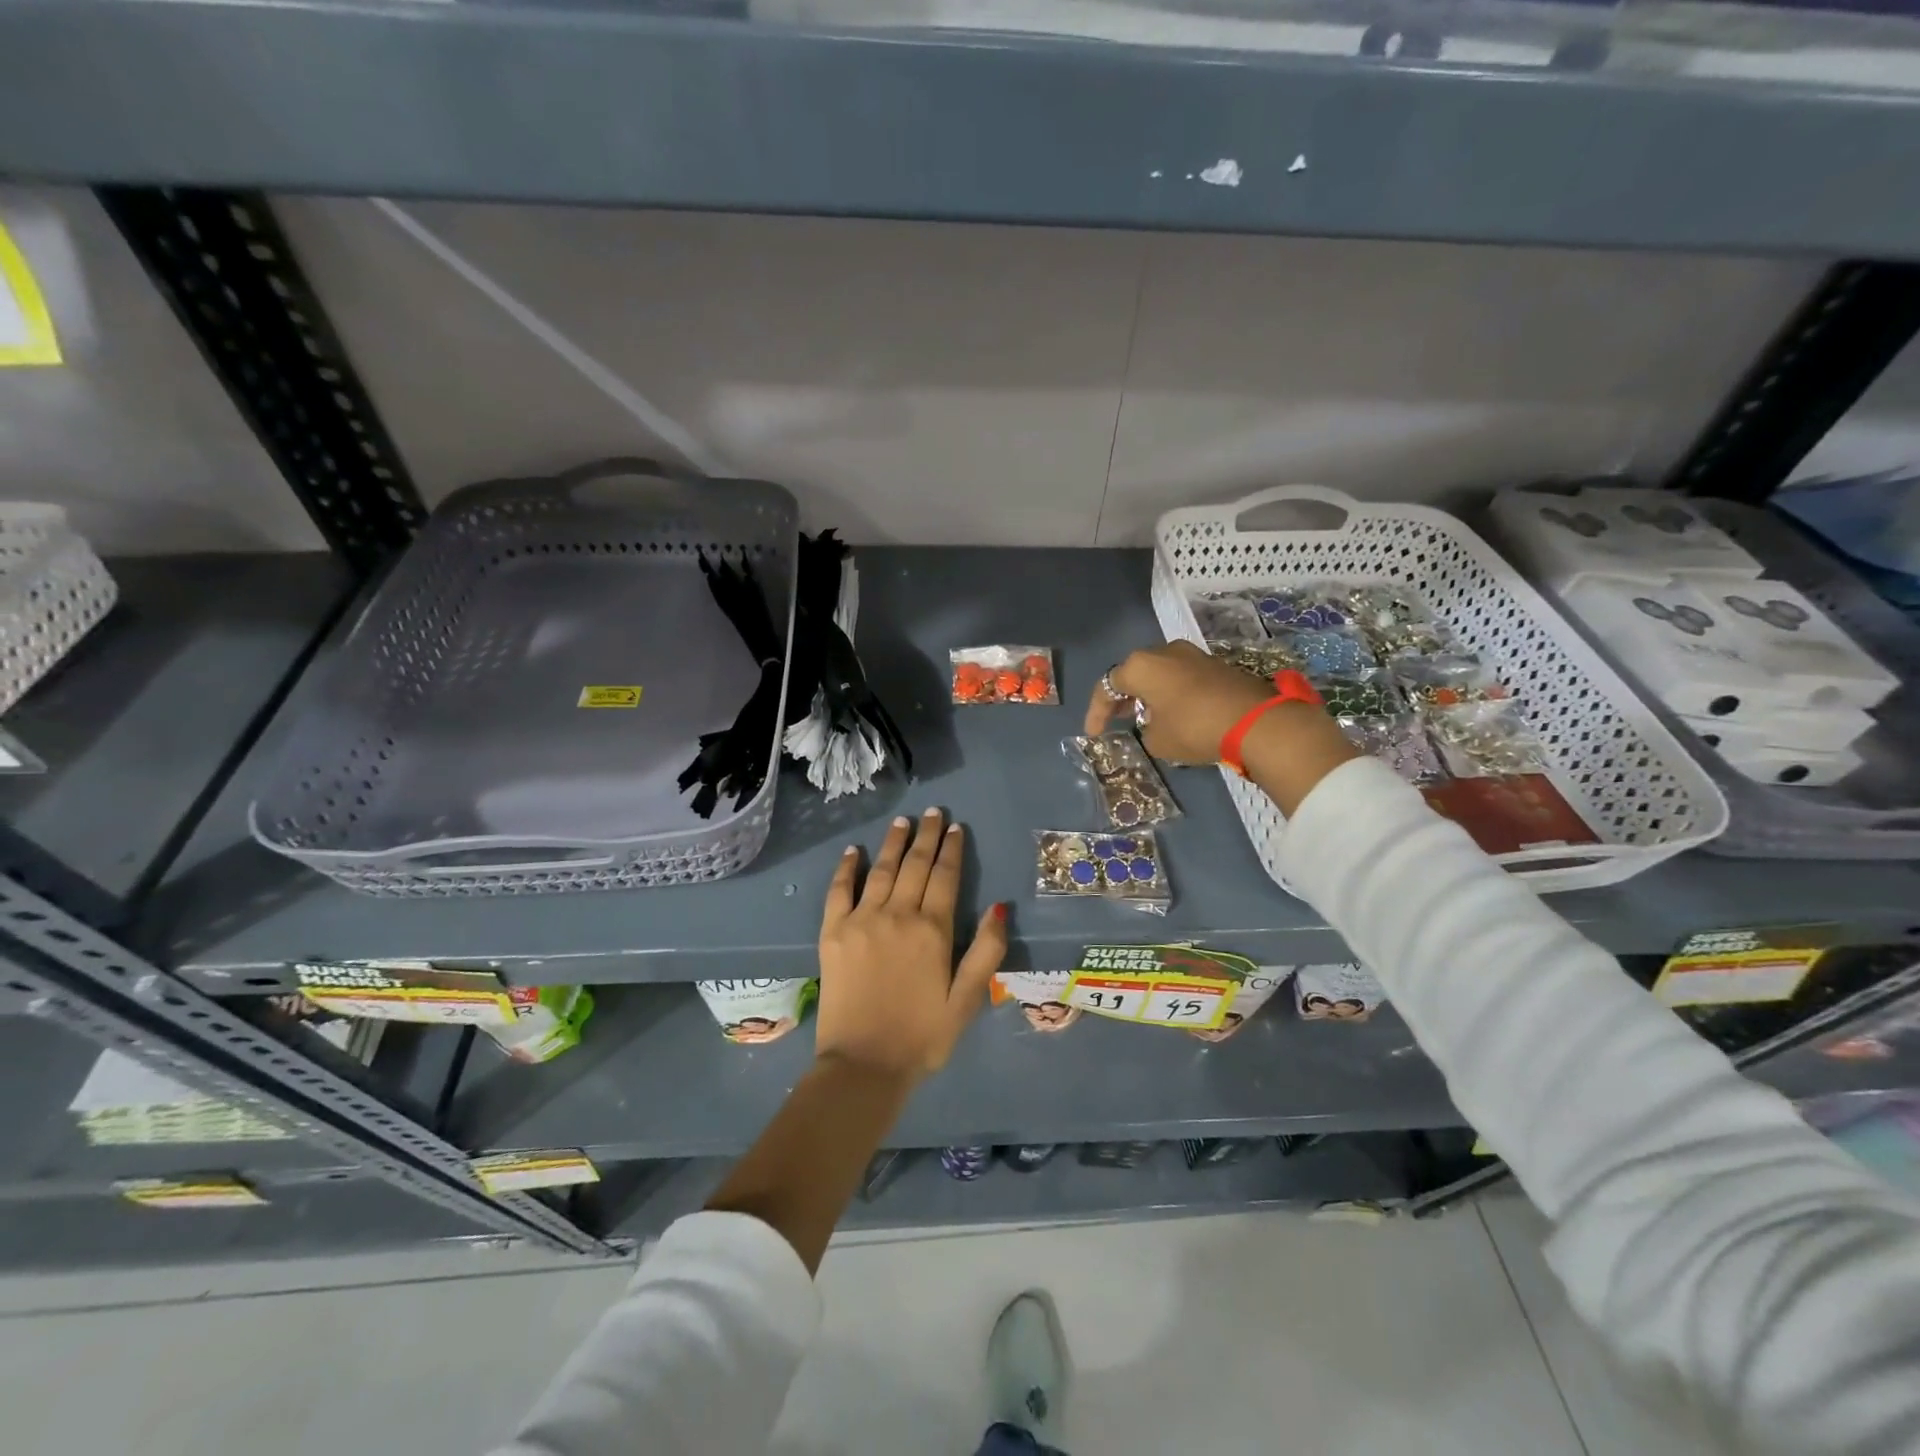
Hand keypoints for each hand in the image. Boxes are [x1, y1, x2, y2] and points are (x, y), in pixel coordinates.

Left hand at [816, 808, 1008, 1083]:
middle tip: (933, 813)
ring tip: (903, 821)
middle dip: (927, 836)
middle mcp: (898, 915)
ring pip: (881, 870)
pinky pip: (839, 891)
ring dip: (893, 843)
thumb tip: (1000, 907)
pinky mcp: (832, 933)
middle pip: (915, 865)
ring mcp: (861, 921)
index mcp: (932, 930)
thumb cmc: (922, 1036)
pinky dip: (846, 868)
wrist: (863, 1065)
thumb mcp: (967, 1000)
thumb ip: (986, 952)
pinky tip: (853, 852)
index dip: (952, 850)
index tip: (956, 827)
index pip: (945, 877)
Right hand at [1084, 640, 1274, 763]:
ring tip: (1146, 718)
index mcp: (1141, 666)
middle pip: (1134, 673)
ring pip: (1159, 673)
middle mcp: (1163, 651)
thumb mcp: (1157, 741)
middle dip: (1124, 698)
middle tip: (1118, 720)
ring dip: (1150, 694)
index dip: (1097, 712)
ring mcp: (1192, 654)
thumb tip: (1154, 724)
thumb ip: (1145, 730)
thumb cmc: (1193, 728)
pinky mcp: (1215, 664)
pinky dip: (1172, 693)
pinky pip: (1181, 677)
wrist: (1255, 721)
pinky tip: (1174, 713)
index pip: (1107, 686)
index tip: (1095, 734)